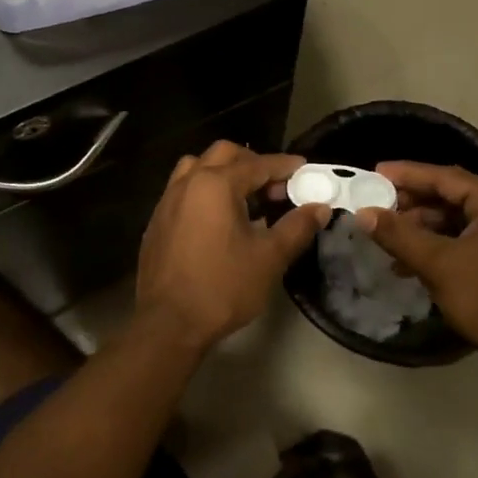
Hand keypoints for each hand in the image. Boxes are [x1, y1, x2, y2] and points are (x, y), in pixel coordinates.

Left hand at [135, 142, 328, 351]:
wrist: (168, 323)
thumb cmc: (223, 287)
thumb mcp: (269, 258)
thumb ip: (297, 227)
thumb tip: (320, 208)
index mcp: (216, 184)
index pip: (257, 164)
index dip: (284, 166)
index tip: (304, 169)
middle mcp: (188, 183)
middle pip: (223, 154)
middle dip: (253, 162)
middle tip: (275, 186)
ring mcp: (167, 200)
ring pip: (197, 167)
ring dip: (224, 172)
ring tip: (245, 197)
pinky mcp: (157, 220)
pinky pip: (183, 189)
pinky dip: (204, 190)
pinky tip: (218, 218)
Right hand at [359, 164, 477, 392]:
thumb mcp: (438, 264)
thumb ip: (398, 235)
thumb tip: (362, 213)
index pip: (446, 177)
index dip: (407, 174)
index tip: (373, 172)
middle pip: (449, 195)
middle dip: (410, 203)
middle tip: (374, 204)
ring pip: (451, 218)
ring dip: (417, 227)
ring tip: (384, 236)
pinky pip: (459, 238)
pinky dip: (432, 245)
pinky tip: (403, 261)